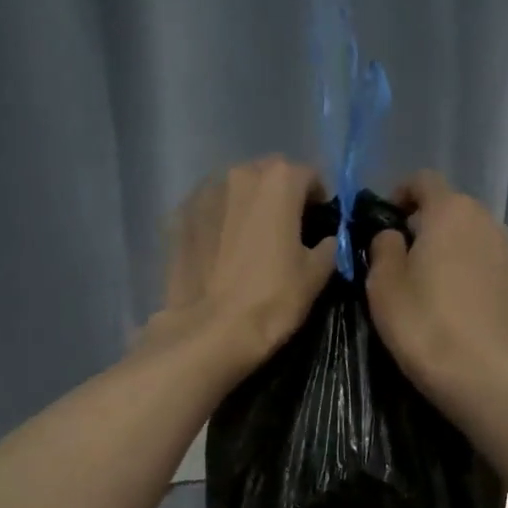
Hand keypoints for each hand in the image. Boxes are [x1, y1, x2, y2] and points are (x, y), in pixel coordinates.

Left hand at [143, 155, 337, 374]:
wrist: (209, 332)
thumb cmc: (270, 301)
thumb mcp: (315, 276)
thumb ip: (329, 246)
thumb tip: (327, 240)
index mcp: (278, 181)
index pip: (308, 176)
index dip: (318, 200)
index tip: (317, 226)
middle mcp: (238, 174)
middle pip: (268, 177)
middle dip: (279, 197)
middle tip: (284, 233)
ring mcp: (202, 194)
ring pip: (234, 191)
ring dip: (246, 207)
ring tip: (249, 243)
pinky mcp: (178, 218)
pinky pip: (208, 212)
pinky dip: (218, 223)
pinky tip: (220, 253)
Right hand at [365, 170, 507, 392]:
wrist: (477, 375)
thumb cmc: (420, 323)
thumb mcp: (382, 284)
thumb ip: (383, 247)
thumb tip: (393, 235)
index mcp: (450, 213)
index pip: (424, 181)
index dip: (402, 193)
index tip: (388, 218)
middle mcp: (489, 225)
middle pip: (456, 211)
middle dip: (433, 226)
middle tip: (411, 257)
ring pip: (480, 243)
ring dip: (460, 254)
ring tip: (442, 287)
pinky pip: (498, 277)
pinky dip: (483, 284)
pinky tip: (471, 312)